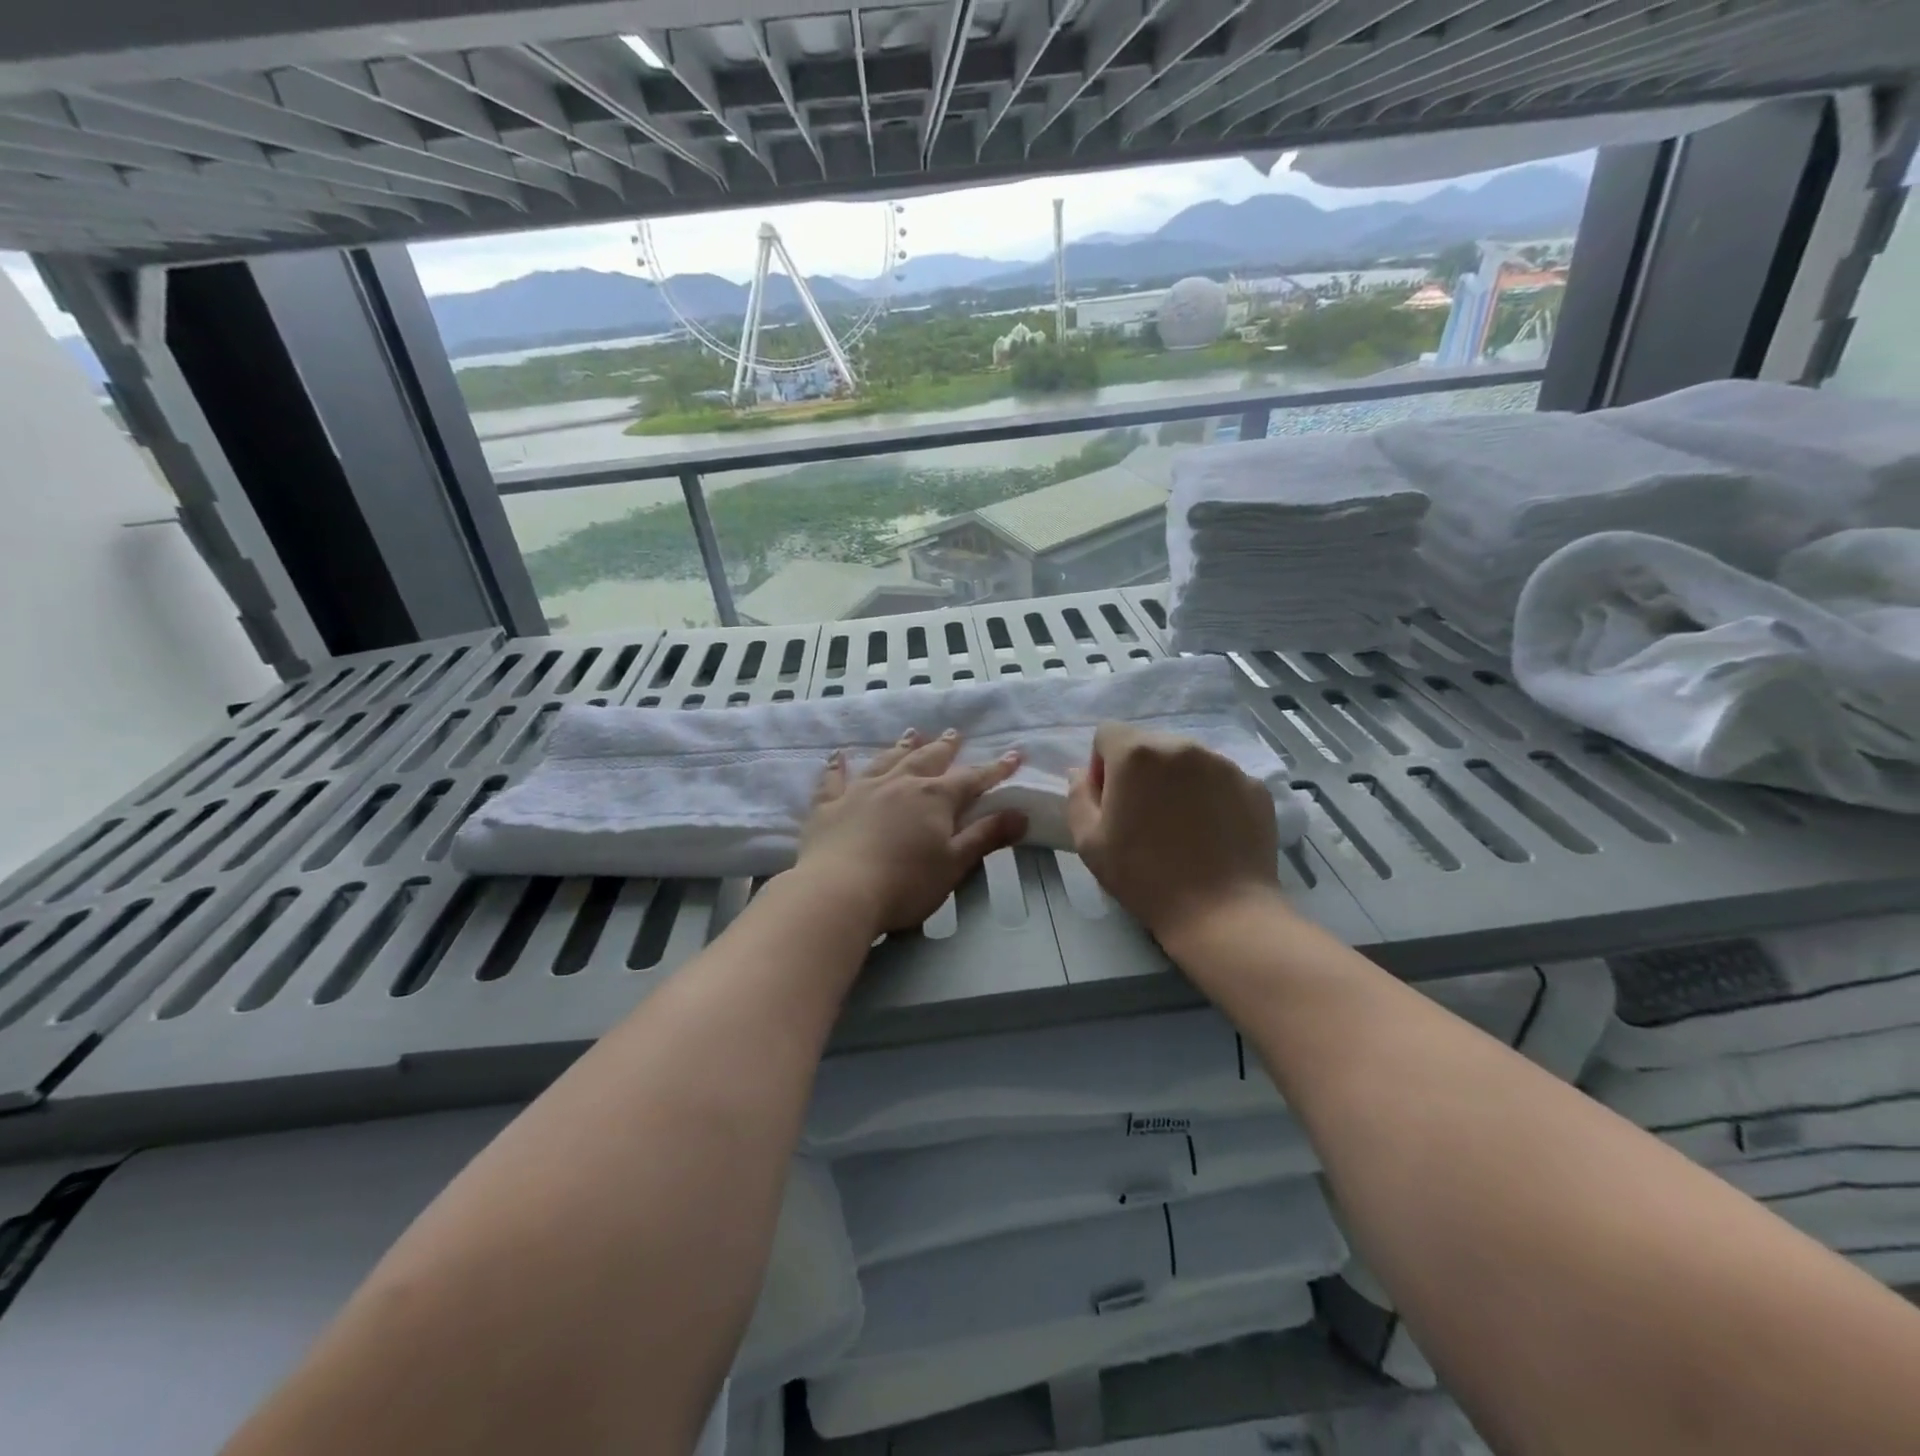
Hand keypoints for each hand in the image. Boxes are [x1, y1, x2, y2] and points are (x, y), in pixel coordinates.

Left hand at [793, 729, 1027, 934]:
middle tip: (954, 733)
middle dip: (944, 747)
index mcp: (934, 798)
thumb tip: (1020, 814)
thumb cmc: (905, 883)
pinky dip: (838, 766)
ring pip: (886, 761)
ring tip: (912, 734)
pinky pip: (834, 779)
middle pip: (927, 759)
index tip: (1014, 755)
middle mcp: (899, 784)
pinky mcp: (829, 806)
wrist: (838, 892)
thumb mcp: (955, 864)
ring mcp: (861, 791)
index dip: (995, 769)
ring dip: (901, 747)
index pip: (972, 778)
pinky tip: (838, 755)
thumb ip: (986, 836)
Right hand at [1066, 722, 1283, 950]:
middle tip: (1144, 817)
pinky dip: (1212, 797)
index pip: (1108, 734)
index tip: (1111, 802)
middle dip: (1141, 772)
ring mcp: (1224, 764)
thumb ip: (1078, 796)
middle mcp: (1182, 746)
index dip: (1102, 765)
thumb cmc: (1144, 877)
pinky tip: (1212, 835)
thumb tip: (1082, 773)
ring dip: (1177, 782)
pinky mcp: (1254, 786)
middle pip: (1150, 744)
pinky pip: (1221, 781)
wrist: (1221, 912)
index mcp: (1136, 754)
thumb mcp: (1088, 842)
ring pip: (1188, 761)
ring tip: (1182, 827)